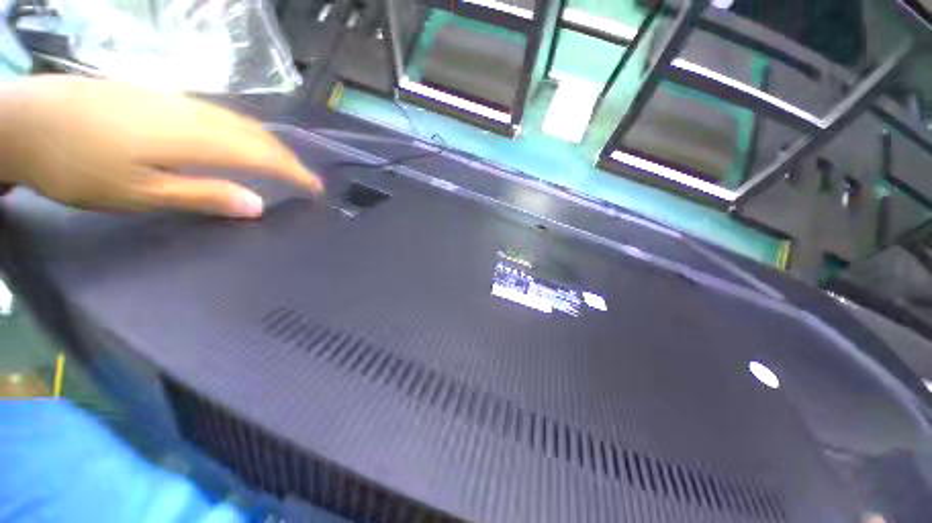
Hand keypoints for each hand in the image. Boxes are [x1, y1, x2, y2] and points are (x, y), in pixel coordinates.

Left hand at [0, 75, 322, 217]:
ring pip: (240, 121)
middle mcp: (196, 113)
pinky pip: (219, 115)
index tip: (318, 190)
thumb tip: (257, 205)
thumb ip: (202, 195)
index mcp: (195, 138)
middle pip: (257, 134)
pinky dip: (243, 133)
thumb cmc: (77, 165)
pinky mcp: (162, 97)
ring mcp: (178, 101)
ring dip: (269, 145)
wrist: (26, 119)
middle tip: (306, 181)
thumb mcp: (139, 193)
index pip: (264, 155)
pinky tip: (240, 144)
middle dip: (288, 158)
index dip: (296, 173)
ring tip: (283, 166)